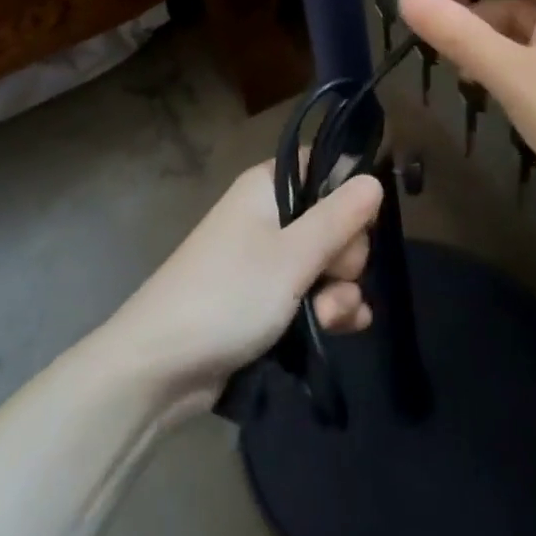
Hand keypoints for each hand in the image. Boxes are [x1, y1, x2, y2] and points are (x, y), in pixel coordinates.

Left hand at [107, 160, 382, 405]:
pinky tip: (343, 329)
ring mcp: (267, 261)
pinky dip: (329, 310)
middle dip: (345, 257)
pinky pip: (312, 294)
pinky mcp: (267, 300)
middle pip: (333, 220)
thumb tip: (373, 179)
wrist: (162, 366)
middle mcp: (268, 216)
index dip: (348, 193)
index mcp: (267, 188)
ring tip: (329, 319)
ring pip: (326, 264)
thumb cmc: (228, 295)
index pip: (322, 168)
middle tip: (331, 280)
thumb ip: (338, 218)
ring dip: (339, 292)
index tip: (359, 223)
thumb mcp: (292, 256)